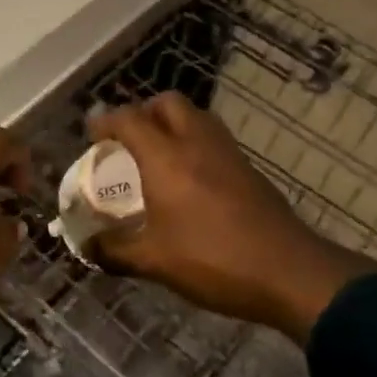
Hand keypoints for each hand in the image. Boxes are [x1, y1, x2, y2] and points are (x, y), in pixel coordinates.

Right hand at [87, 93, 376, 341]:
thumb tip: (87, 248)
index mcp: (166, 158)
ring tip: (157, 156)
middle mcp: (196, 143)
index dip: (105, 121)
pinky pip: (213, 139)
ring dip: (171, 125)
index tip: (91, 134)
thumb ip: (114, 251)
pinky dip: (194, 143)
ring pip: (195, 117)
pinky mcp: (249, 168)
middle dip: (143, 112)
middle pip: (167, 103)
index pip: (128, 120)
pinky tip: (189, 179)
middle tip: (128, 140)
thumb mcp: (154, 262)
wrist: (289, 272)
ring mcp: (228, 152)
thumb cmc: (212, 260)